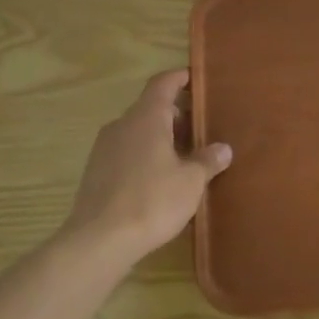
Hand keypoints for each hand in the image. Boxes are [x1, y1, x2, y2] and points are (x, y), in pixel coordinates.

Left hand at [62, 69, 231, 259]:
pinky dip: (145, 155)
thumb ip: (207, 160)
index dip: (180, 78)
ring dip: (160, 137)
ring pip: (138, 131)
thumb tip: (223, 148)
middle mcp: (122, 125)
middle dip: (176, 114)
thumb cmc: (152, 200)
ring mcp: (104, 148)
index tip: (196, 78)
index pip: (163, 83)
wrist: (99, 240)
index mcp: (146, 117)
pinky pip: (126, 152)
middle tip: (201, 127)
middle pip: (151, 107)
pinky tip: (160, 178)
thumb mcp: (191, 181)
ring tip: (184, 156)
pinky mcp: (95, 172)